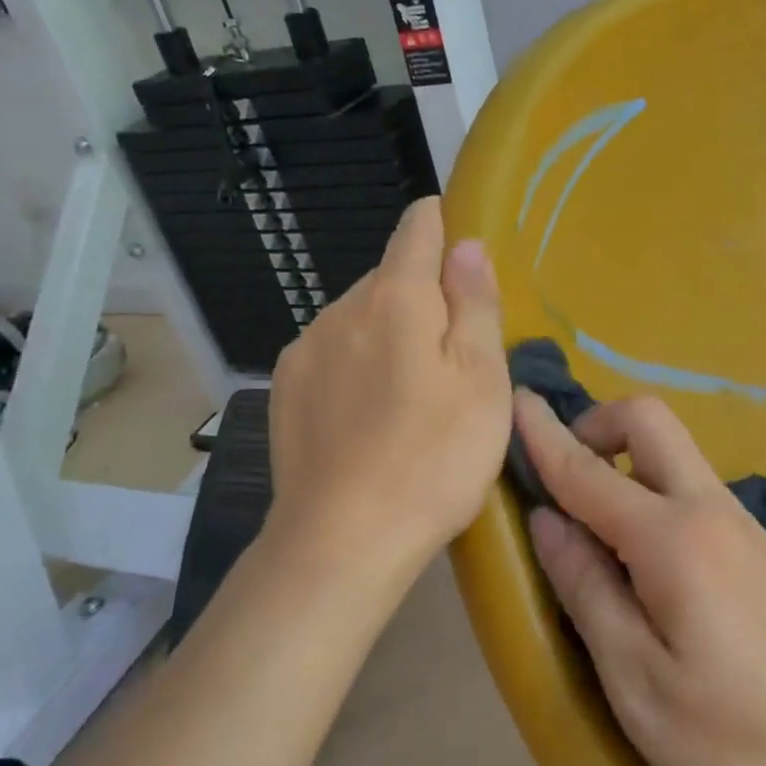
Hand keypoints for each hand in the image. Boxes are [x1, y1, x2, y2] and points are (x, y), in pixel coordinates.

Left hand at [267, 198, 510, 584]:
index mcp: (395, 298)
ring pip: (358, 317)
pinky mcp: (284, 389)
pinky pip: (330, 353)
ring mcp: (304, 349)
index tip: (461, 247)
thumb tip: (465, 244)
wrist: (342, 541)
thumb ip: (474, 304)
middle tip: (452, 357)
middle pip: (390, 278)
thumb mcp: (481, 381)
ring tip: (410, 396)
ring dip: (387, 334)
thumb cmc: (433, 459)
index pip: (417, 228)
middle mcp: (340, 308)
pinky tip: (368, 415)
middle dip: (422, 299)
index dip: (442, 224)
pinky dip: (355, 365)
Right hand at [514, 391, 765, 765]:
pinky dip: (649, 491)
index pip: (588, 469)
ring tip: (588, 525)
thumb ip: (587, 588)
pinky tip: (640, 559)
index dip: (544, 434)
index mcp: (672, 537)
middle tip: (560, 474)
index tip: (515, 399)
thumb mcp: (636, 678)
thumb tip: (547, 521)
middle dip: (597, 425)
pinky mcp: (756, 548)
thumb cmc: (734, 737)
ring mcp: (741, 524)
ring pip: (673, 453)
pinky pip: (689, 488)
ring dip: (624, 459)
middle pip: (650, 421)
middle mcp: (709, 509)